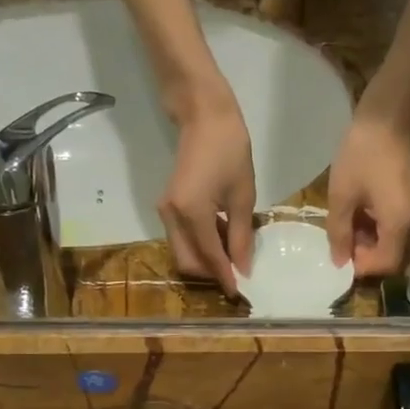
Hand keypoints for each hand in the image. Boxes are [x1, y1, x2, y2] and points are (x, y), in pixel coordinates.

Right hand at [159, 86, 255, 293]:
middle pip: (187, 261)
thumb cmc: (229, 150)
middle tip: (238, 273)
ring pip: (182, 251)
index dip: (225, 277)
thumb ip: (241, 235)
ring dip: (205, 259)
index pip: (209, 257)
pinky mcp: (168, 205)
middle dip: (211, 273)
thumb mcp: (242, 196)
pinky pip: (182, 236)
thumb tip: (243, 267)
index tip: (240, 292)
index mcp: (191, 213)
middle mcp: (171, 216)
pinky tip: (223, 236)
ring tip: (234, 254)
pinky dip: (200, 244)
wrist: (203, 116)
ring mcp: (166, 211)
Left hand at [326, 113, 409, 276]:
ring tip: (344, 222)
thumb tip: (339, 262)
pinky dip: (375, 226)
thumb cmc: (361, 156)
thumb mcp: (342, 196)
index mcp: (399, 223)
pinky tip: (356, 212)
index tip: (340, 255)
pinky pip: (394, 225)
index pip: (386, 264)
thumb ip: (339, 232)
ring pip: (391, 240)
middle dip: (363, 252)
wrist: (385, 119)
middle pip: (390, 254)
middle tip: (339, 237)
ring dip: (367, 239)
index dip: (362, 266)